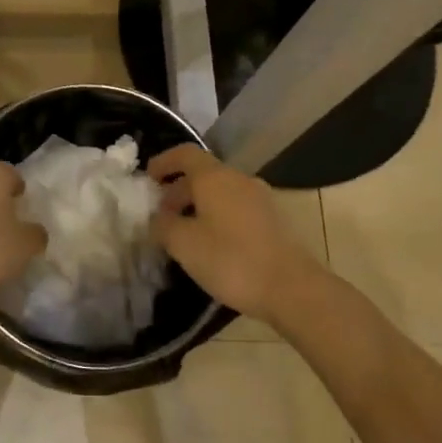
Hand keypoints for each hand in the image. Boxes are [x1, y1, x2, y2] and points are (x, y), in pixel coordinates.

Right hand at [149, 145, 323, 322]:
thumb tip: (157, 218)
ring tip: (184, 234)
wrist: (293, 289)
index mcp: (215, 177)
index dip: (164, 162)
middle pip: (203, 174)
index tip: (147, 179)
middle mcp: (239, 180)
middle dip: (178, 191)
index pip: (185, 154)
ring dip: (198, 206)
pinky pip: (237, 209)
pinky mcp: (274, 221)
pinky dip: (218, 218)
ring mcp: (261, 199)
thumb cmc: (232, 260)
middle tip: (161, 216)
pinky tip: (212, 246)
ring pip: (221, 193)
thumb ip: (163, 225)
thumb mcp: (184, 244)